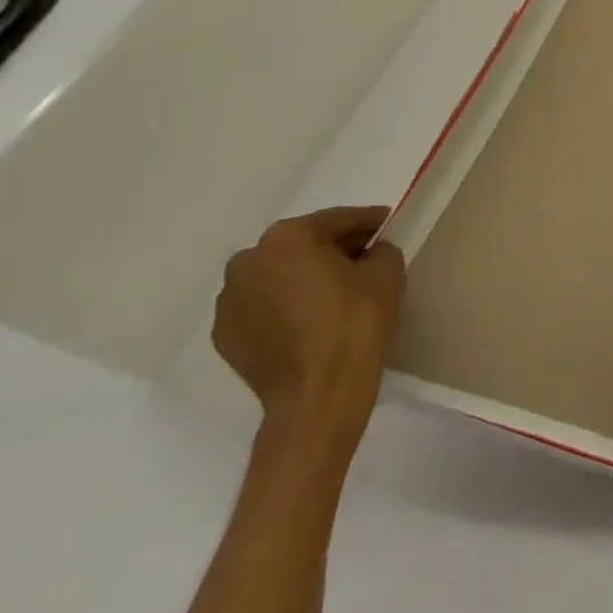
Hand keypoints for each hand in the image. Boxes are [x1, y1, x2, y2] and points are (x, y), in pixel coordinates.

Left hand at [213, 206, 405, 453]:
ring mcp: (230, 300)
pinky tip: (310, 321)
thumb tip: (368, 253)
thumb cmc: (356, 322)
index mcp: (288, 238)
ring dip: (303, 277)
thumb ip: (379, 249)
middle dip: (331, 248)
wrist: (318, 393)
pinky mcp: (225, 334)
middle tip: (363, 261)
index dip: (369, 222)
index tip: (388, 226)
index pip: (338, 220)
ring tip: (333, 295)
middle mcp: (248, 261)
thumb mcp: (387, 272)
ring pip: (278, 275)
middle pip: (302, 244)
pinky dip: (285, 305)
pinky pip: (263, 306)